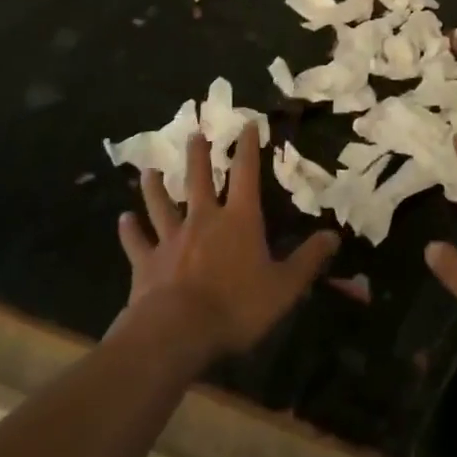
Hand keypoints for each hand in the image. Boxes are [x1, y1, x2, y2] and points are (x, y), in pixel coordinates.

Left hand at [118, 124, 340, 360]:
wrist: (178, 331)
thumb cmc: (236, 306)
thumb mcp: (284, 287)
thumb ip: (307, 260)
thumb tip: (334, 235)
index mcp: (239, 220)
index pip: (245, 174)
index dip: (248, 148)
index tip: (246, 124)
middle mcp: (203, 219)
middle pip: (199, 179)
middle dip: (199, 155)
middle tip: (195, 134)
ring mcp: (171, 239)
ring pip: (161, 204)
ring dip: (156, 187)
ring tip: (150, 170)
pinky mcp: (146, 262)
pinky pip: (137, 242)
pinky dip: (129, 231)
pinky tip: (122, 220)